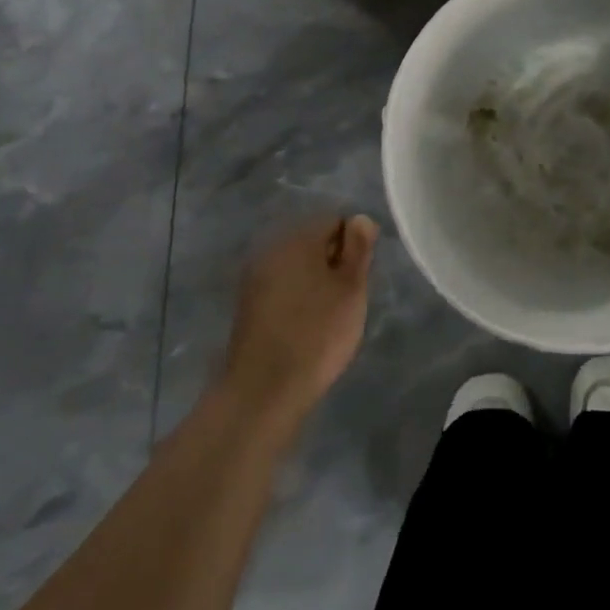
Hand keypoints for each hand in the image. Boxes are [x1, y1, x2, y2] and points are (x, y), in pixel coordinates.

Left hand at [221, 215, 377, 425]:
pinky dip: (298, 298)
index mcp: (297, 239)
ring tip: (330, 314)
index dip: (355, 245)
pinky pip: (282, 288)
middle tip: (348, 297)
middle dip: (333, 262)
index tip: (361, 276)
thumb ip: (358, 249)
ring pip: (298, 266)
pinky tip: (307, 325)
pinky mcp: (248, 305)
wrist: (264, 390)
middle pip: (313, 242)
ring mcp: (255, 278)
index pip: (334, 221)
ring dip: (316, 281)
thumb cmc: (317, 333)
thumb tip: (359, 219)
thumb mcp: (351, 288)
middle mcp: (271, 250)